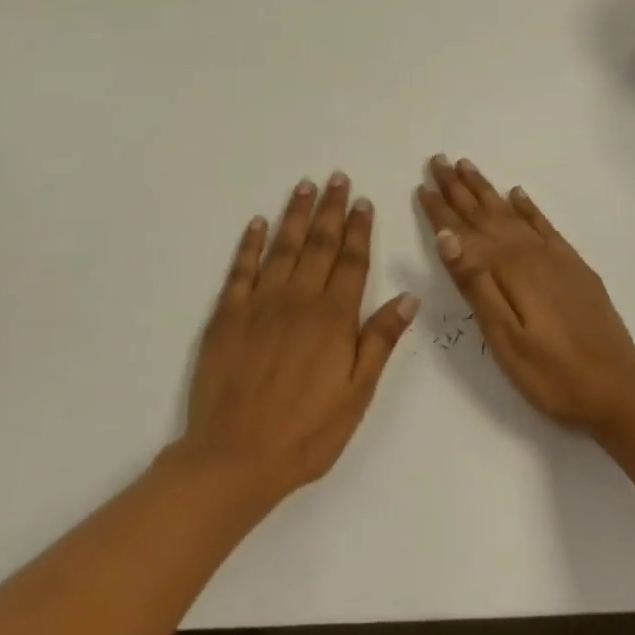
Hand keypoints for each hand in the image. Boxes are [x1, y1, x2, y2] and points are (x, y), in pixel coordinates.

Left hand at [179, 174, 417, 499]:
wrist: (235, 456)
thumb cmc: (306, 432)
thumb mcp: (356, 394)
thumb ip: (379, 341)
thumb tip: (408, 297)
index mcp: (333, 318)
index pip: (352, 262)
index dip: (359, 230)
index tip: (363, 202)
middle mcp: (298, 300)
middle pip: (319, 245)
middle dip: (330, 209)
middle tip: (337, 178)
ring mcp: (259, 304)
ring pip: (282, 248)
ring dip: (295, 215)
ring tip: (304, 187)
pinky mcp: (226, 315)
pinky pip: (240, 269)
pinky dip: (250, 244)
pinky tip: (257, 223)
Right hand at [419, 156, 634, 436]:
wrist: (618, 389)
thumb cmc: (551, 373)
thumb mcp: (504, 336)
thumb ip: (475, 284)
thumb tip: (447, 235)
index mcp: (508, 270)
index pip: (464, 232)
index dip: (441, 209)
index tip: (422, 184)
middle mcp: (530, 253)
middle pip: (487, 213)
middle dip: (460, 188)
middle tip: (438, 160)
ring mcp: (555, 258)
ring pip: (512, 213)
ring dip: (488, 190)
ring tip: (469, 166)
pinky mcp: (574, 268)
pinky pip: (545, 225)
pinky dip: (529, 207)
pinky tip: (518, 194)